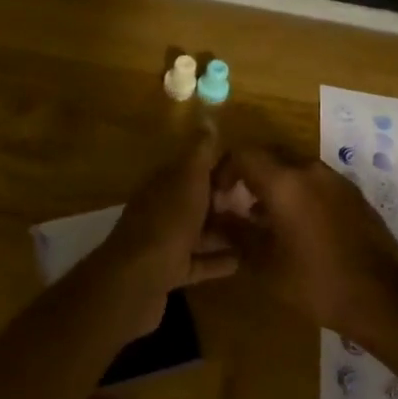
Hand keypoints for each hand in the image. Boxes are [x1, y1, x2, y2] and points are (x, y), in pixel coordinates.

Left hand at [94, 130, 238, 338]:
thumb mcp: (188, 179)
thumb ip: (199, 152)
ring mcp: (164, 241)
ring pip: (198, 232)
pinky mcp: (169, 272)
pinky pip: (198, 262)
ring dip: (223, 231)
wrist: (138, 279)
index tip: (250, 172)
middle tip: (260, 204)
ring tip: (256, 231)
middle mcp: (162, 208)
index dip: (220, 168)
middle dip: (224, 200)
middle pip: (197, 200)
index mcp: (165, 183)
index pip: (194, 168)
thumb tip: (208, 119)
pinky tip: (241, 262)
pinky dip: (217, 260)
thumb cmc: (168, 222)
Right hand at [212, 145, 397, 339]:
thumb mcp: (265, 263)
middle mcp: (310, 170)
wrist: (383, 298)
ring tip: (266, 219)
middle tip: (238, 204)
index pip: (244, 154)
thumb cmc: (316, 282)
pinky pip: (317, 182)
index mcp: (285, 181)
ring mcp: (336, 180)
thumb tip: (218, 215)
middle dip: (250, 175)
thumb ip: (237, 232)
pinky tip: (299, 228)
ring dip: (276, 185)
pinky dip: (300, 193)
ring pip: (295, 168)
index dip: (224, 170)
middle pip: (270, 156)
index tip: (218, 196)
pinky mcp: (354, 195)